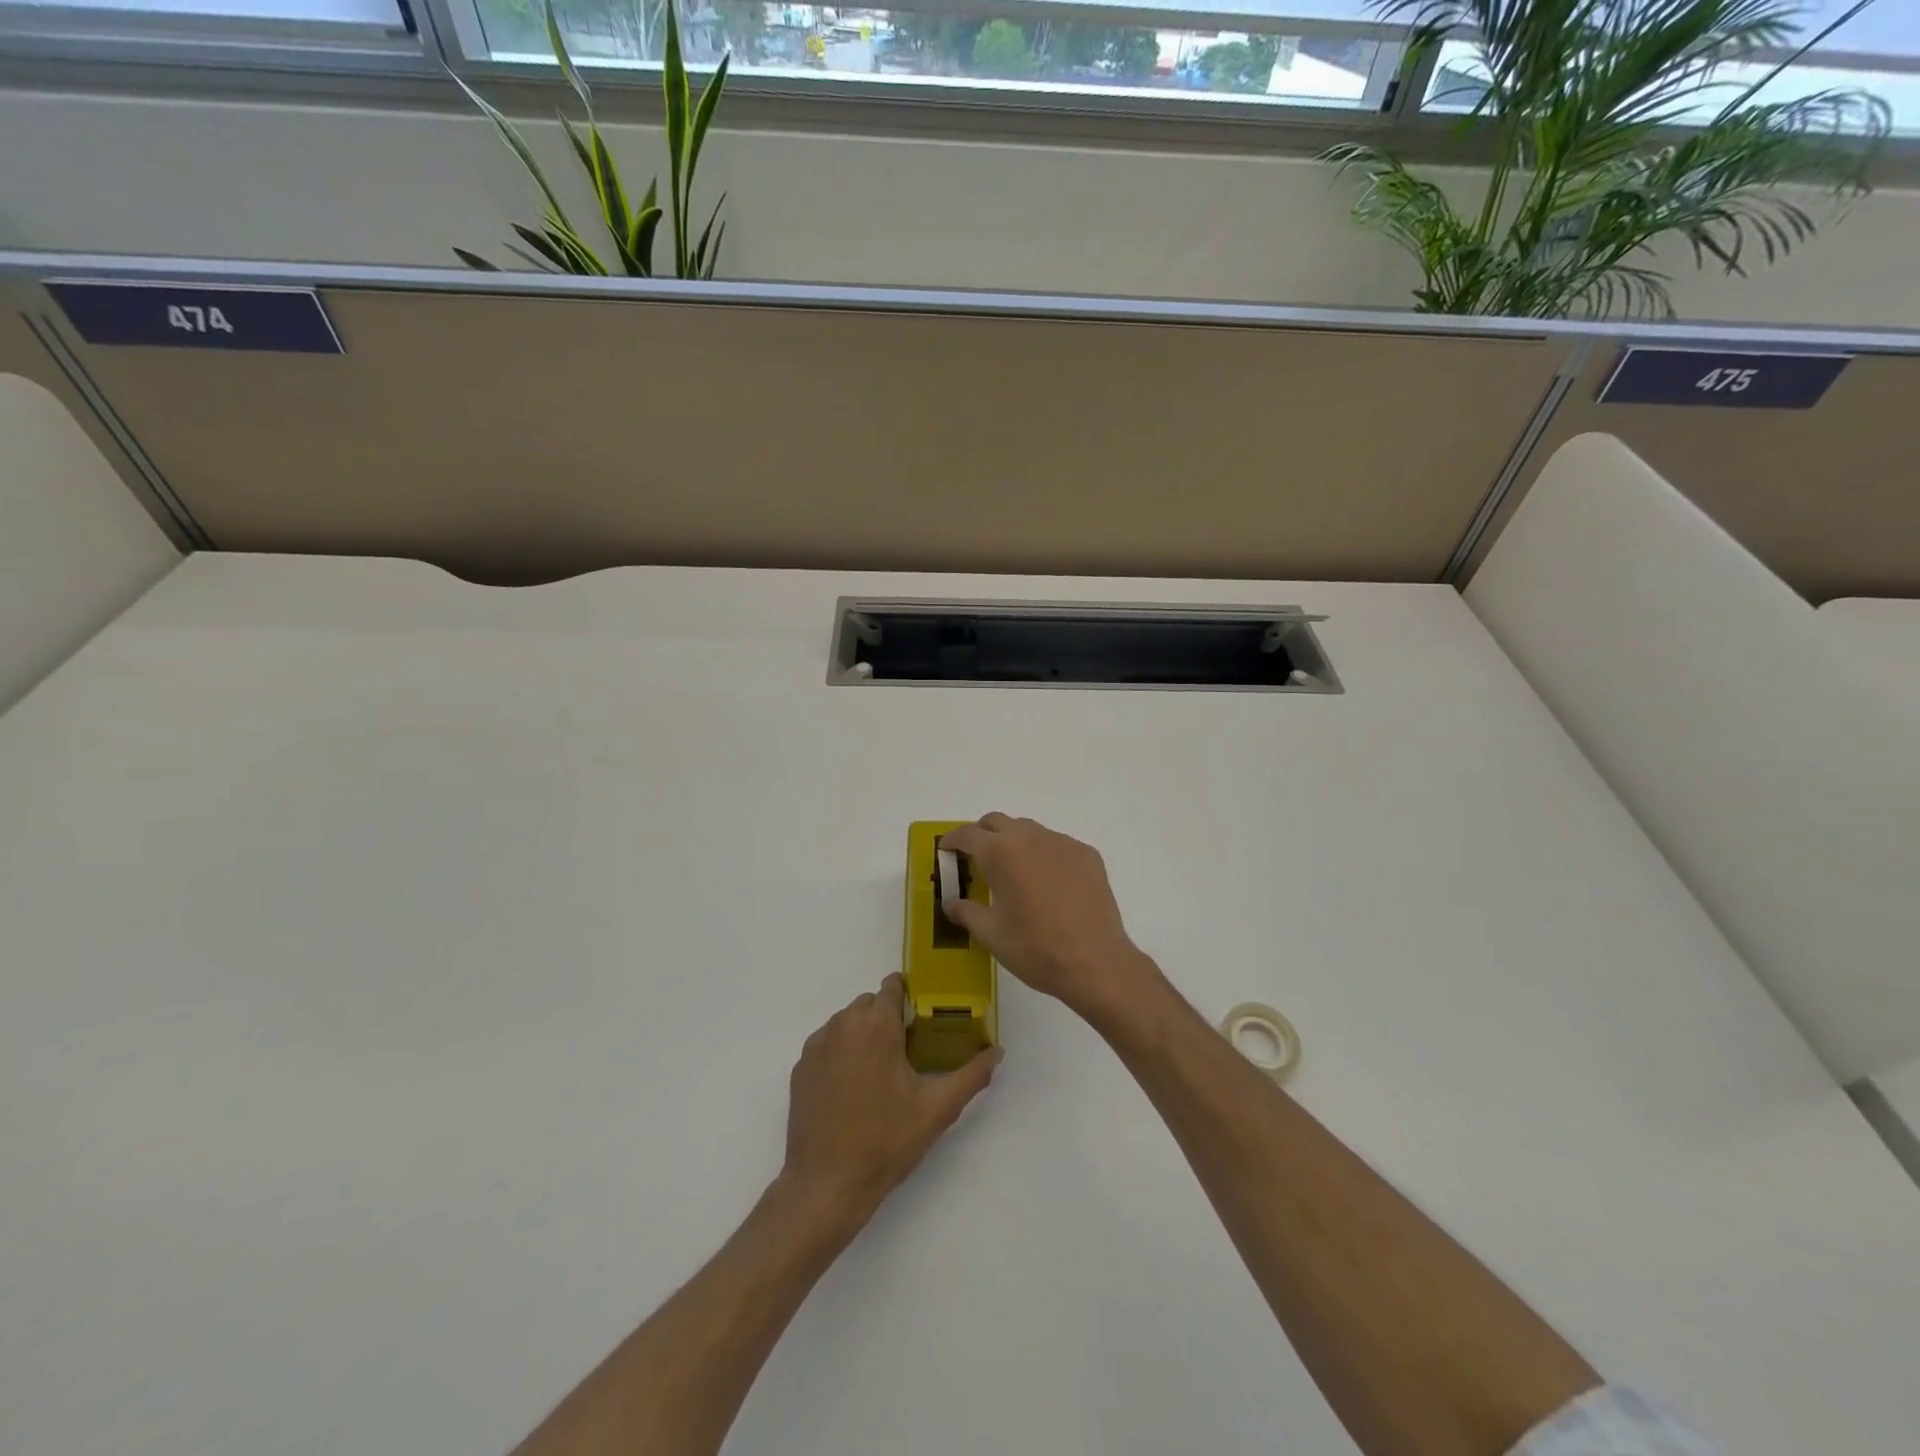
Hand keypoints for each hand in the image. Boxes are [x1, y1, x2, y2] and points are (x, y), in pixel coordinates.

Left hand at [782, 973, 1000, 1231]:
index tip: (921, 1017)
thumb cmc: (886, 1141)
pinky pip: (827, 1043)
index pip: (892, 986)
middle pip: (869, 1003)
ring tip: (879, 1072)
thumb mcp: (938, 1109)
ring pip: (846, 1022)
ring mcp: (817, 1045)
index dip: (908, 996)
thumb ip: (972, 1074)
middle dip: (887, 1018)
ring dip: (863, 1034)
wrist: (827, 1184)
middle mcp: (844, 1024)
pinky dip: (841, 1053)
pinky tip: (852, 1087)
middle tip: (905, 1051)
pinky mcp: (801, 1067)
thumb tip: (998, 1051)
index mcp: (877, 1026)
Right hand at [938, 814, 1164, 1018]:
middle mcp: (1030, 838)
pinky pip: (1056, 844)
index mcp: (1000, 853)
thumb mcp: (991, 934)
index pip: (967, 834)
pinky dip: (1043, 854)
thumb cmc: (1035, 948)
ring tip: (1013, 872)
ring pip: (1029, 830)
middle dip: (982, 835)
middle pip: (997, 822)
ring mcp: (1062, 843)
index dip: (952, 841)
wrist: (1095, 962)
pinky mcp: (1086, 854)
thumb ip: (966, 912)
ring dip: (1013, 842)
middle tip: (976, 859)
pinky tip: (1047, 884)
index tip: (946, 851)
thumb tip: (950, 903)